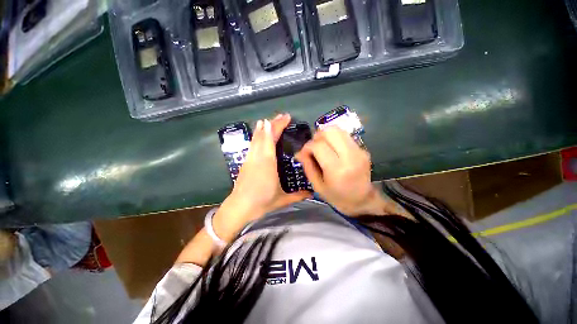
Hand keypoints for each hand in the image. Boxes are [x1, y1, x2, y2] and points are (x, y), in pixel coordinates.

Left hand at [213, 114, 311, 242]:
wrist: (239, 208)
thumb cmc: (261, 203)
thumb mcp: (282, 200)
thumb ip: (298, 196)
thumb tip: (312, 193)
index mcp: (268, 164)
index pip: (272, 140)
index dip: (277, 127)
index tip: (285, 117)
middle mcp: (258, 158)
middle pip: (263, 135)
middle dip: (272, 124)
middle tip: (282, 116)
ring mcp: (250, 159)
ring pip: (256, 139)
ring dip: (263, 128)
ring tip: (269, 121)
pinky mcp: (245, 162)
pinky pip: (252, 145)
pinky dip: (257, 136)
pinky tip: (258, 134)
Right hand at [295, 127, 392, 216]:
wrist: (362, 200)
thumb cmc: (337, 196)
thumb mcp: (317, 185)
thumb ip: (308, 166)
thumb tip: (299, 152)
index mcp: (337, 169)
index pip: (319, 146)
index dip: (307, 146)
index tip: (304, 152)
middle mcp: (350, 156)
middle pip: (330, 131)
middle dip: (317, 136)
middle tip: (314, 146)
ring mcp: (359, 151)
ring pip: (339, 129)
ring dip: (326, 135)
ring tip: (323, 146)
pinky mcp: (363, 149)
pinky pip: (345, 136)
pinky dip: (335, 139)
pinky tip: (333, 149)